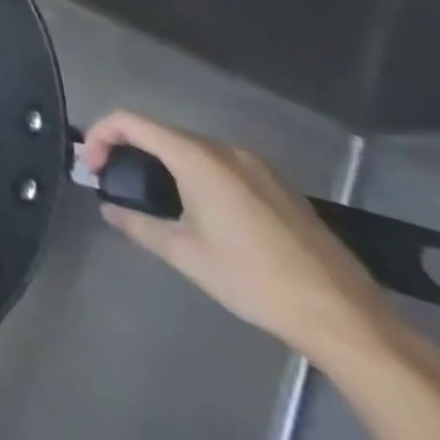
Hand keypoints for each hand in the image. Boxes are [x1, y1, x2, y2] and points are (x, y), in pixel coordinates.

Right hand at [81, 110, 395, 361]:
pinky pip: (219, 163)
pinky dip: (192, 171)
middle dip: (127, 148)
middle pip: (159, 131)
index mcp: (198, 158)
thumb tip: (110, 209)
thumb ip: (138, 224)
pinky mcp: (278, 186)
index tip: (92, 167)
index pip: (130, 122)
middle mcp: (225, 150)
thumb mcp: (185, 254)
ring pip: (190, 147)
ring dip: (160, 160)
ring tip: (149, 195)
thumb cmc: (255, 280)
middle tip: (112, 180)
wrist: (347, 318)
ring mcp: (256, 166)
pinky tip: (196, 208)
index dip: (100, 135)